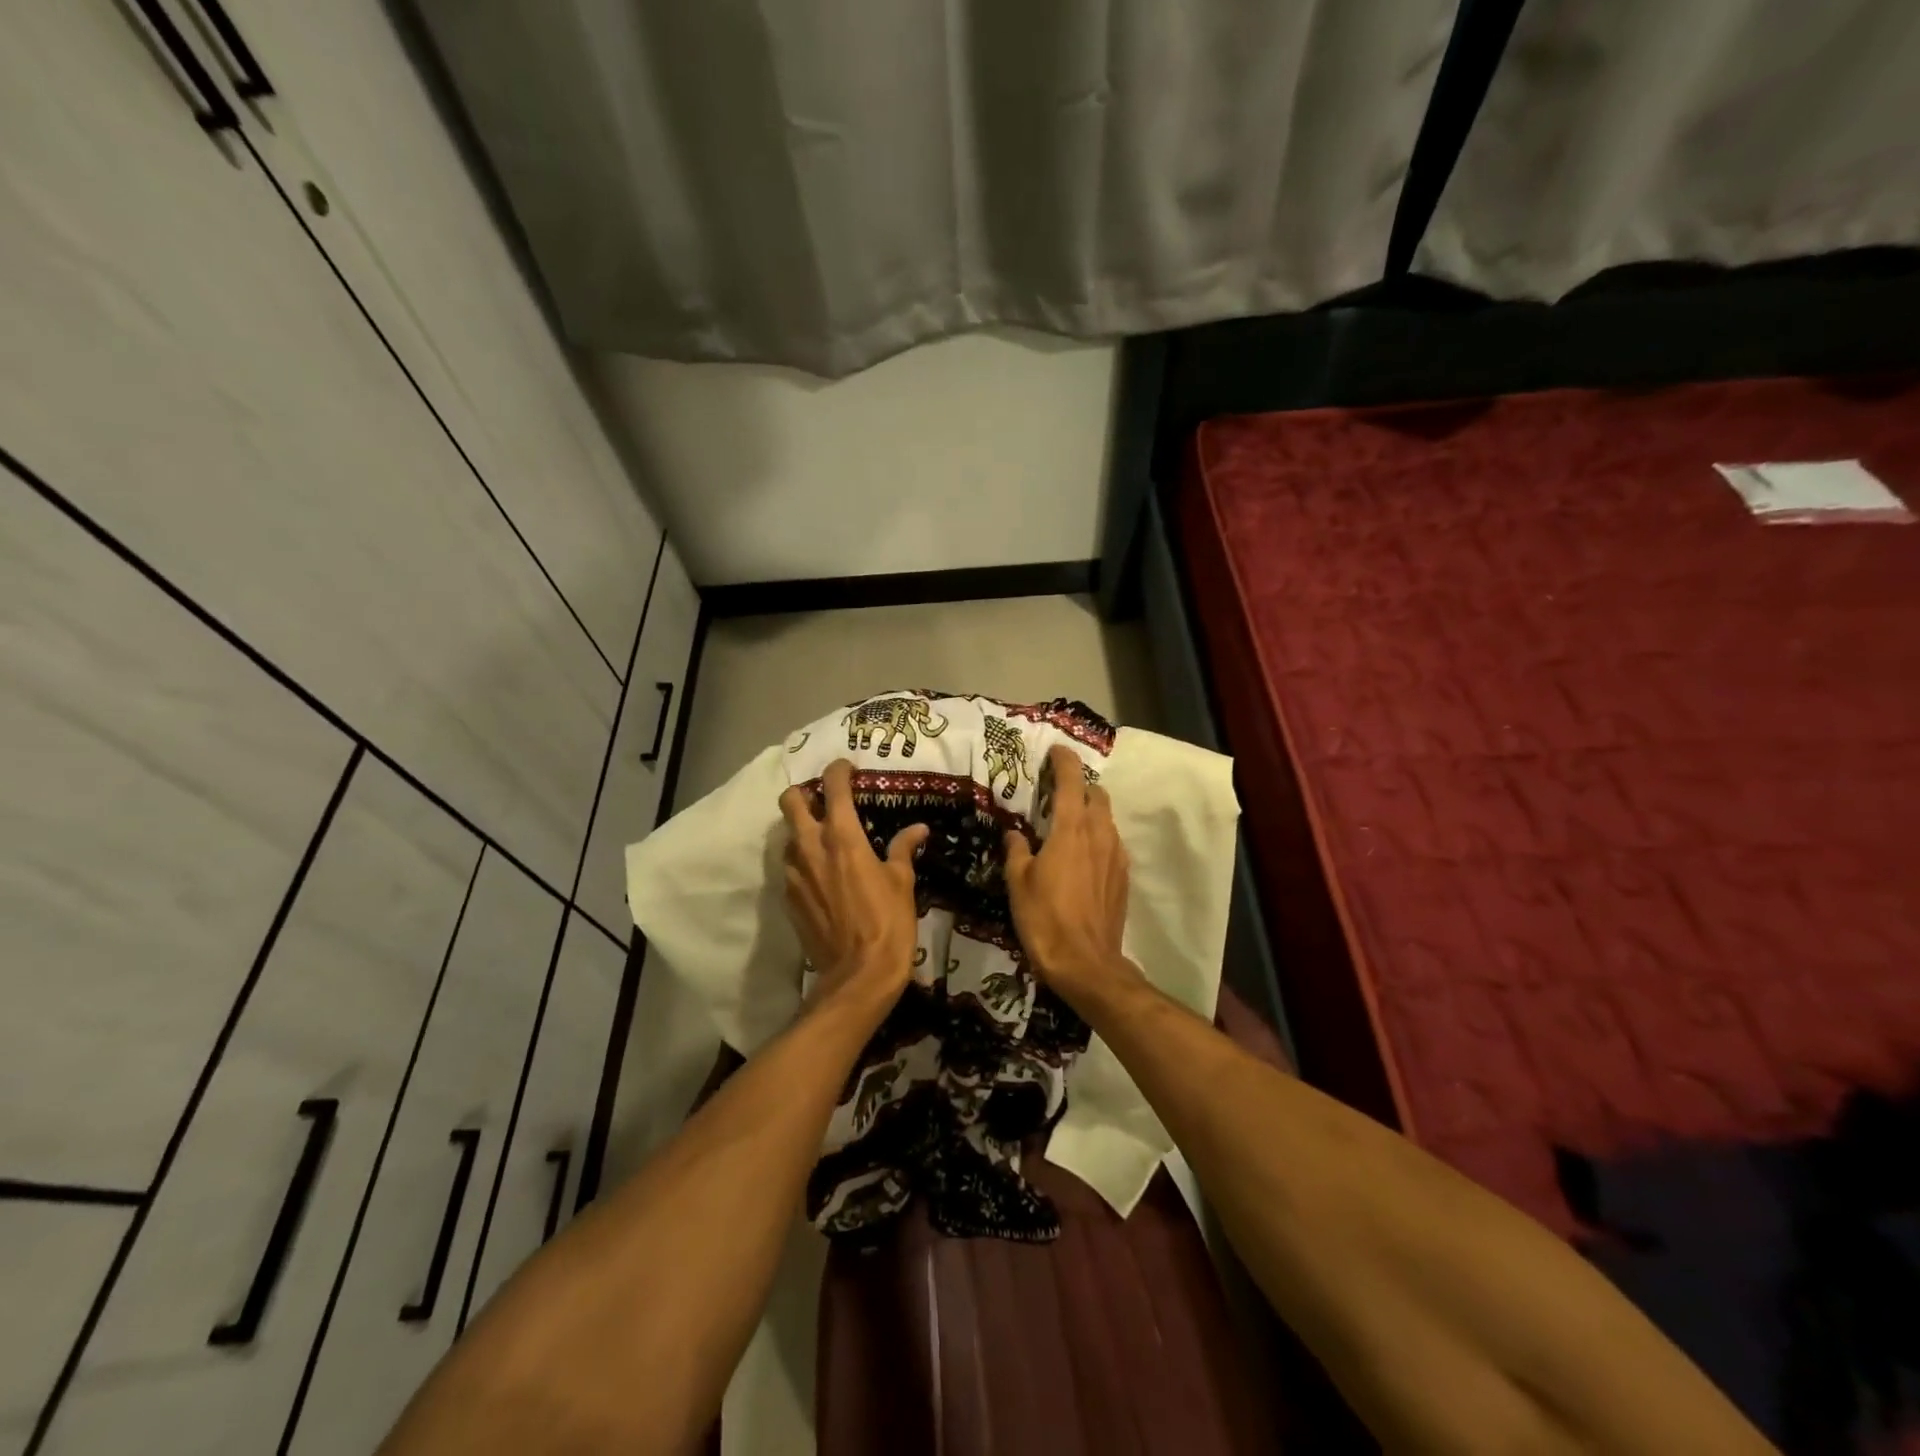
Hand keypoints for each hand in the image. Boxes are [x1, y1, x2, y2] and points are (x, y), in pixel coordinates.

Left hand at [779, 759, 927, 1020]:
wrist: (857, 976)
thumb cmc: (888, 923)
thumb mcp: (902, 883)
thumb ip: (904, 849)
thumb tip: (918, 828)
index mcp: (842, 837)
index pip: (833, 787)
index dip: (838, 770)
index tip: (847, 768)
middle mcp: (811, 847)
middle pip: (791, 802)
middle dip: (805, 793)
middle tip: (826, 801)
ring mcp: (794, 873)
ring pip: (787, 835)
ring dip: (802, 829)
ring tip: (824, 840)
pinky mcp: (788, 898)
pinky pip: (790, 867)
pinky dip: (803, 861)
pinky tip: (822, 876)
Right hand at [1003, 745, 1142, 1012]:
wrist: (1086, 964)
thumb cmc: (1045, 919)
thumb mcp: (1018, 883)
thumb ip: (1017, 851)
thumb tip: (1015, 835)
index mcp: (1071, 829)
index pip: (1071, 781)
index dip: (1064, 761)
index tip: (1055, 751)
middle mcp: (1099, 834)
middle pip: (1096, 795)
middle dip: (1079, 786)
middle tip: (1058, 792)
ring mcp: (1116, 856)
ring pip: (1107, 819)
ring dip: (1090, 812)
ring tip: (1068, 823)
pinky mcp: (1123, 877)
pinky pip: (1112, 843)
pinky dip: (1098, 837)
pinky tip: (1083, 855)